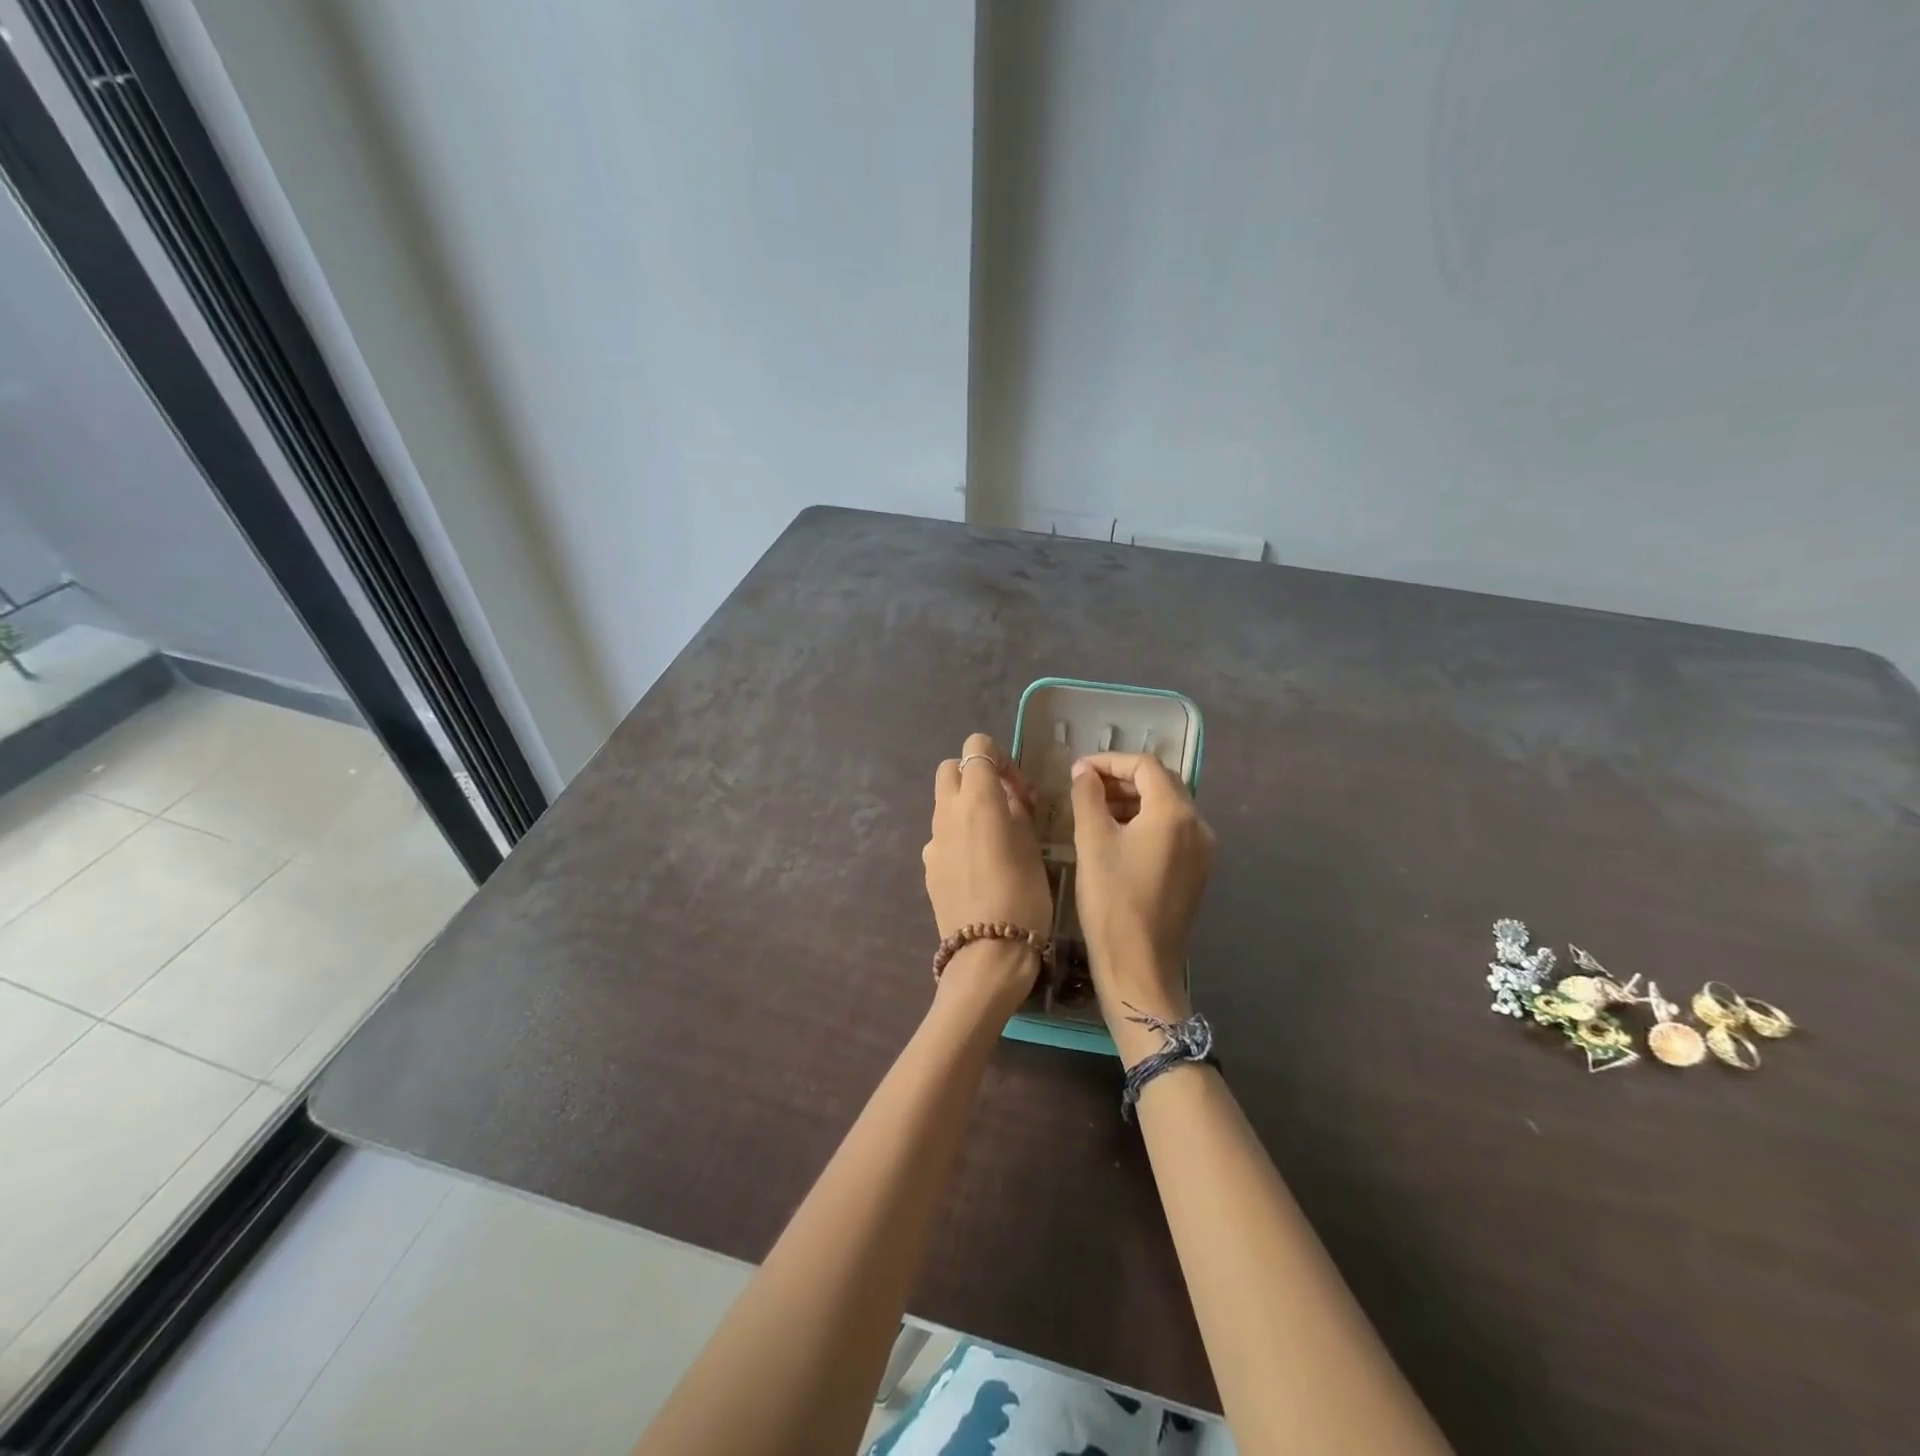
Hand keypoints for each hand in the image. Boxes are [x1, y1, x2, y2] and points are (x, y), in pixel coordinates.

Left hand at [923, 733, 1052, 1006]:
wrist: (987, 953)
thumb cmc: (1023, 896)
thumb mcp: (1032, 847)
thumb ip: (1017, 812)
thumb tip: (1010, 799)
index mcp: (977, 799)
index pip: (976, 748)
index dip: (999, 758)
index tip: (1018, 789)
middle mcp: (947, 812)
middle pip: (950, 769)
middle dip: (975, 776)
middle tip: (1004, 804)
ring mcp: (932, 840)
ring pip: (944, 803)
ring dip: (966, 806)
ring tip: (996, 837)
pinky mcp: (928, 866)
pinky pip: (942, 835)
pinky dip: (958, 835)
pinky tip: (979, 866)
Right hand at [1068, 753, 1215, 1026]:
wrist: (1139, 965)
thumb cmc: (1112, 900)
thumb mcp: (1092, 842)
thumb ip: (1087, 797)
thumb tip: (1084, 771)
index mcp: (1175, 813)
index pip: (1145, 766)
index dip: (1110, 762)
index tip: (1078, 770)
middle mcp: (1198, 825)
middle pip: (1161, 783)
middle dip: (1122, 779)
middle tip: (1085, 787)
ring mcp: (1202, 850)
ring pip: (1168, 807)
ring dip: (1133, 800)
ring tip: (1095, 810)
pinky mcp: (1197, 871)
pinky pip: (1173, 831)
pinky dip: (1146, 822)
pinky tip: (1117, 836)